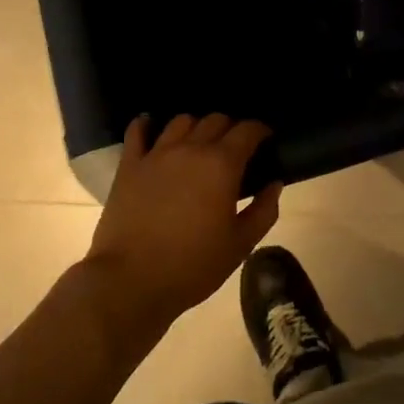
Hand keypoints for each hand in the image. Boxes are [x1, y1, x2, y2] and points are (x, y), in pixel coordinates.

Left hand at [84, 113, 281, 324]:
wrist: (131, 283)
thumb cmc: (192, 266)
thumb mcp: (240, 245)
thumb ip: (263, 211)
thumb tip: (274, 184)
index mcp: (222, 165)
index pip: (247, 130)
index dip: (260, 130)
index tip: (266, 139)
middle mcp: (191, 149)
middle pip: (216, 120)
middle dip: (230, 127)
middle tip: (235, 147)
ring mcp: (157, 154)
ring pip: (181, 121)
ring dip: (196, 126)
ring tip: (198, 142)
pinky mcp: (129, 166)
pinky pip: (137, 132)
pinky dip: (146, 124)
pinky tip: (150, 125)